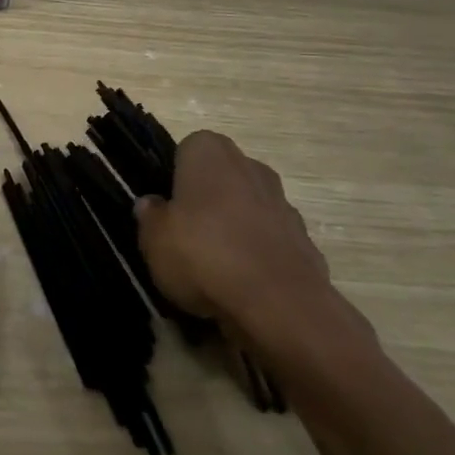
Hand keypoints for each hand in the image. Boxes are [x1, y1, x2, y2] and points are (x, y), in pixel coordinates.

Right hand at [136, 130, 359, 358]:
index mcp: (210, 152)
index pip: (186, 150)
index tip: (164, 207)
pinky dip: (257, 256)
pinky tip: (241, 285)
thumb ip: (149, 216)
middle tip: (183, 235)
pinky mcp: (305, 240)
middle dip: (205, 201)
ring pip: (246, 209)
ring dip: (233, 228)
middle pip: (220, 178)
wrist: (280, 304)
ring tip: (212, 268)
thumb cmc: (204, 254)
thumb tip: (150, 205)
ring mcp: (283, 203)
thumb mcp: (153, 239)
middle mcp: (250, 166)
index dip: (173, 177)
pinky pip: (269, 242)